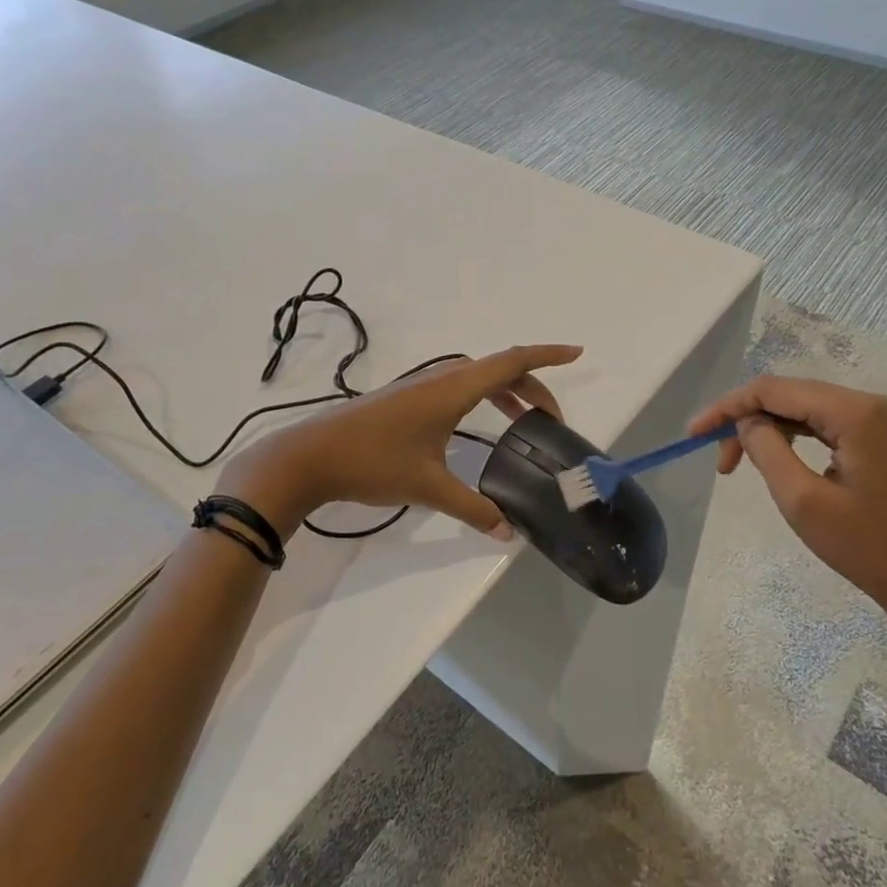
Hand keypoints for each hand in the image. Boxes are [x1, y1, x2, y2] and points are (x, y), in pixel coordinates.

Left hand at [219, 344, 582, 536]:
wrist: (309, 456)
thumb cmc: (373, 463)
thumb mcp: (429, 487)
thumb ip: (473, 509)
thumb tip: (507, 533)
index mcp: (453, 389)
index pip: (512, 361)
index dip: (548, 356)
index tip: (577, 353)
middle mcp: (440, 379)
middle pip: (498, 369)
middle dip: (532, 387)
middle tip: (552, 420)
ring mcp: (420, 387)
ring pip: (476, 378)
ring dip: (505, 392)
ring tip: (524, 423)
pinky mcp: (405, 400)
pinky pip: (457, 388)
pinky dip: (481, 398)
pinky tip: (477, 427)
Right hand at [686, 376, 886, 640]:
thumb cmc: (869, 548)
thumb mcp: (803, 501)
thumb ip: (766, 450)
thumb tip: (746, 422)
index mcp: (854, 412)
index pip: (773, 390)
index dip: (728, 407)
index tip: (693, 434)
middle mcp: (869, 404)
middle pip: (788, 394)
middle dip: (745, 419)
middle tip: (719, 461)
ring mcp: (880, 421)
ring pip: (804, 408)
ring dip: (766, 429)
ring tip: (738, 465)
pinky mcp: (882, 439)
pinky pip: (823, 424)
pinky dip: (792, 437)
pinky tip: (776, 459)